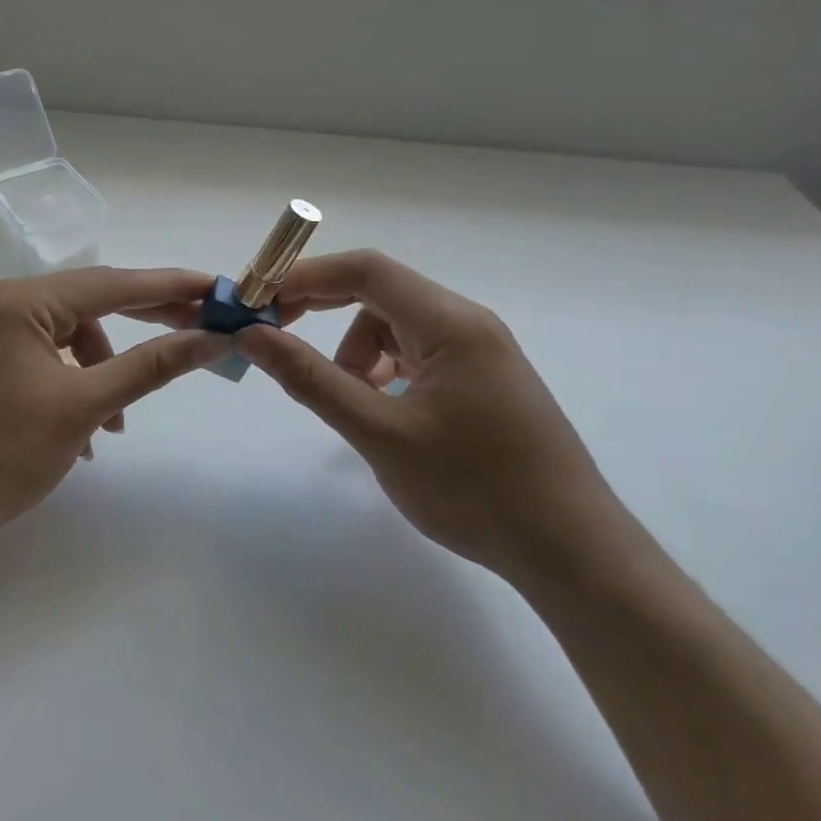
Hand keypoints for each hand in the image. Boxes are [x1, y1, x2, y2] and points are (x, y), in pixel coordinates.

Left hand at [0, 267, 226, 554]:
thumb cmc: (3, 453)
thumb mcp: (85, 406)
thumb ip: (151, 366)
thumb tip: (211, 339)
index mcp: (19, 300)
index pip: (110, 283)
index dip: (169, 287)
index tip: (216, 289)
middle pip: (89, 303)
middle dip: (144, 323)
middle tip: (198, 332)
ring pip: (67, 337)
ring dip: (103, 371)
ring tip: (116, 425)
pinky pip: (43, 358)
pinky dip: (72, 384)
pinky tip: (84, 433)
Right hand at [236, 250, 646, 587]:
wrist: (568, 550)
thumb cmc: (473, 489)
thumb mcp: (379, 433)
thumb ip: (311, 379)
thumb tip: (252, 336)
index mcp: (451, 324)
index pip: (366, 270)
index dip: (305, 277)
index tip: (258, 303)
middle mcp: (467, 324)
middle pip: (378, 293)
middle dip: (321, 309)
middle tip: (274, 338)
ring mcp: (477, 352)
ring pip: (393, 327)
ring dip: (354, 352)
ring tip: (349, 402)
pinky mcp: (478, 380)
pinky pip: (414, 354)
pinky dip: (382, 371)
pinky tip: (380, 411)